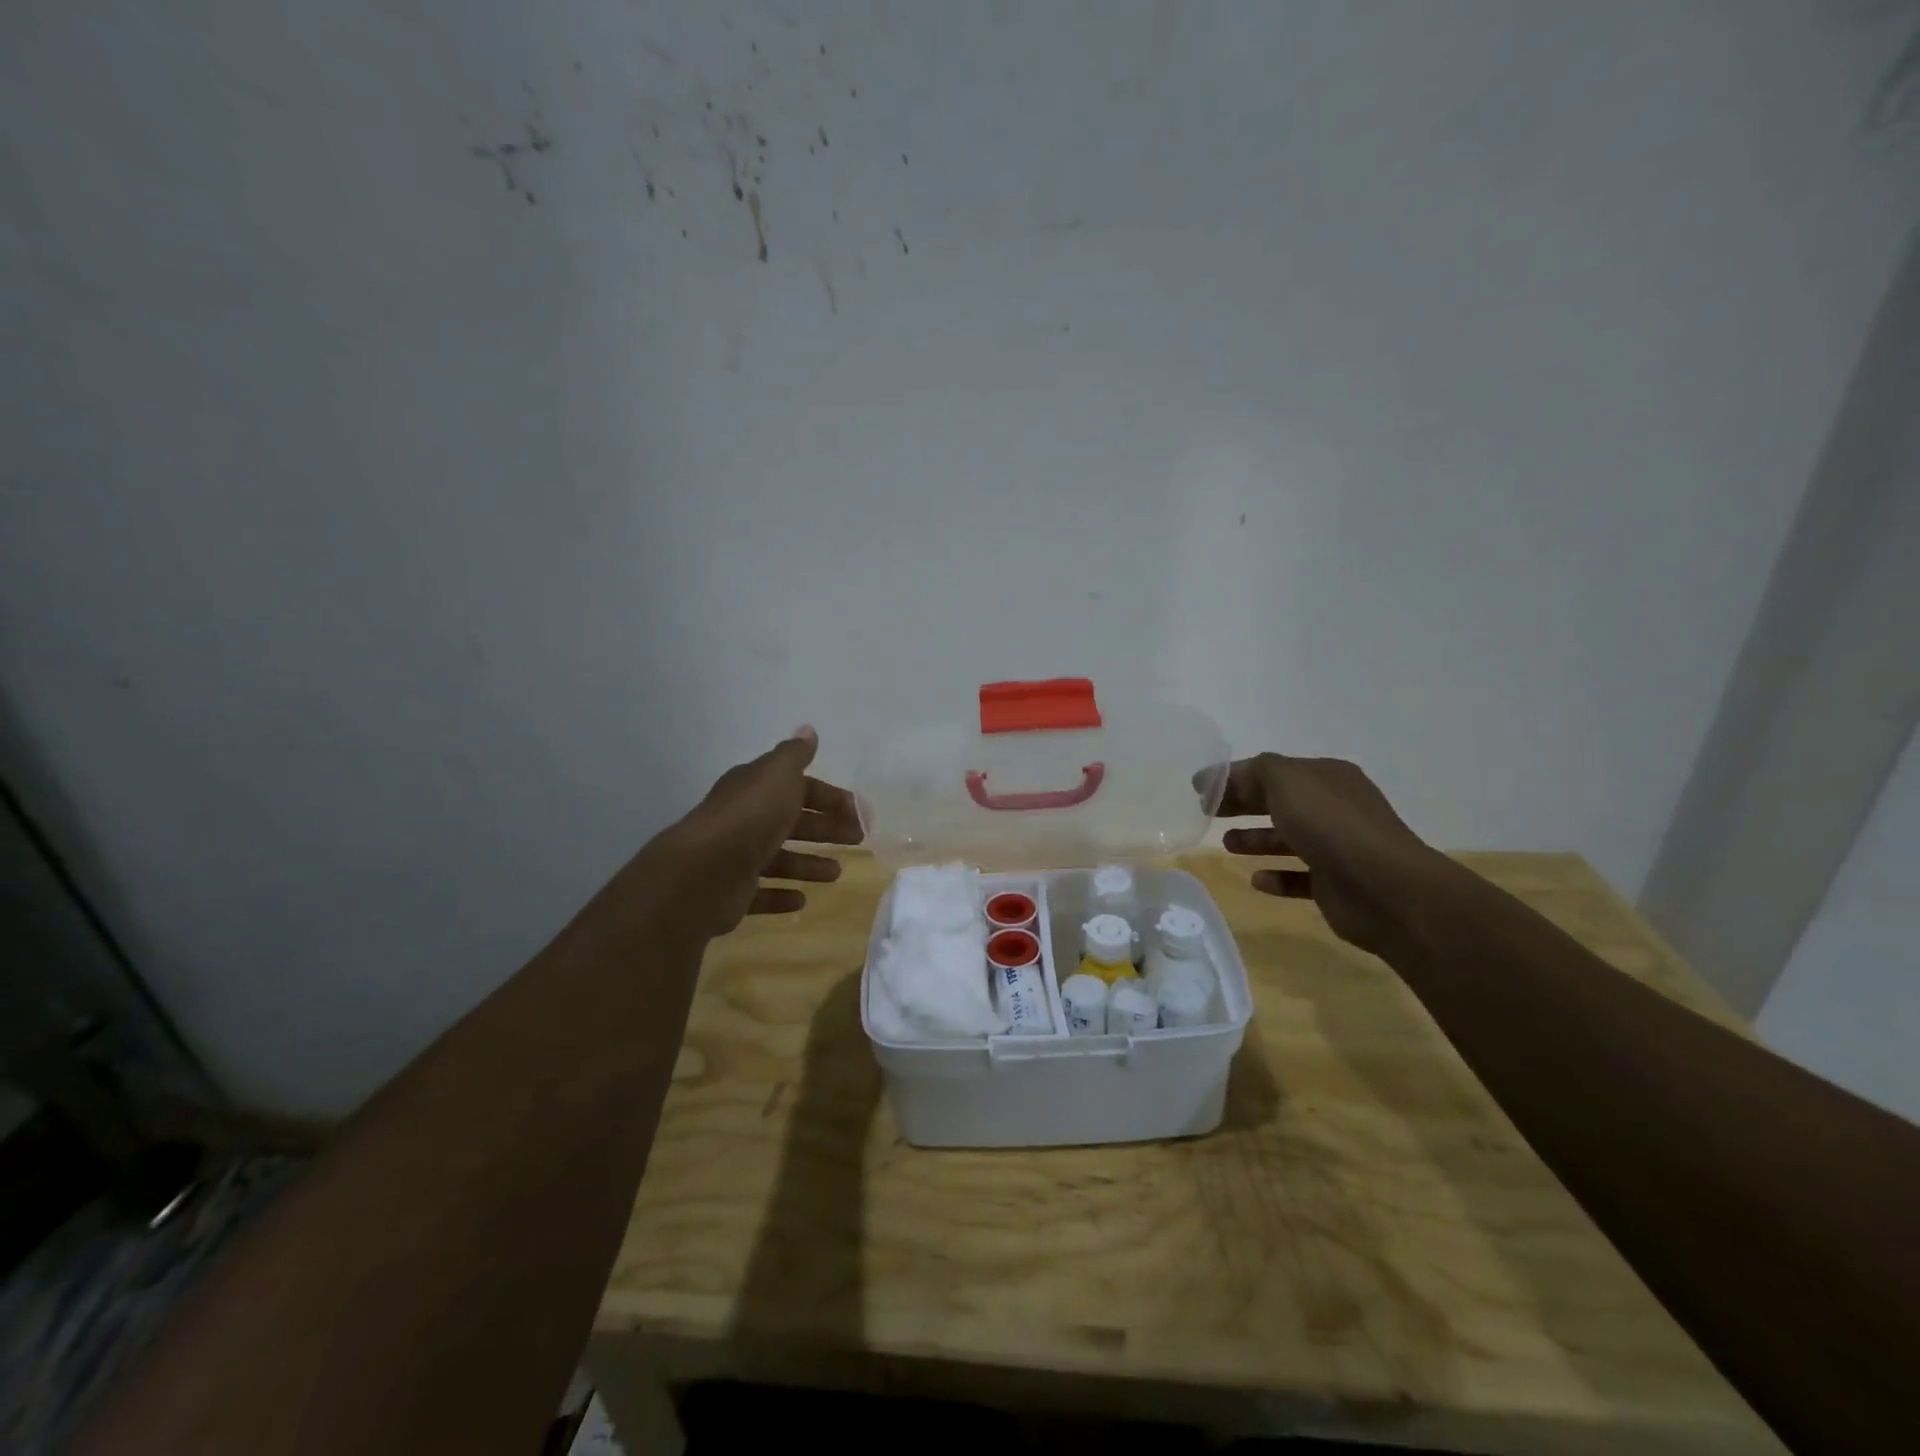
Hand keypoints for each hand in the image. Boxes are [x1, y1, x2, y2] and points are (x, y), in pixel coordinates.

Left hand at [668, 726, 863, 936]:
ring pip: (779, 859)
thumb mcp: (778, 774)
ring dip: (808, 864)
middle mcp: (745, 819)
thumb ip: (795, 754)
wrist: (705, 869)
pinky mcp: (733, 892)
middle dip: (825, 829)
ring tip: (836, 874)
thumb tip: (807, 730)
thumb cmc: (752, 816)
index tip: (859, 812)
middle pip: (792, 822)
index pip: (799, 788)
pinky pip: (761, 894)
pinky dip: (781, 895)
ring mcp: (737, 857)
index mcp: (756, 789)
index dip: (830, 797)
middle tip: (857, 839)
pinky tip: (801, 899)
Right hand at [1216, 753, 1441, 955]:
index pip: (1274, 771)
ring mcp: (1338, 847)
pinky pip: (1299, 877)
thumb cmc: (1331, 825)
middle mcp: (1334, 808)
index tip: (1200, 789)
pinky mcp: (1335, 885)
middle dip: (1243, 805)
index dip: (1236, 777)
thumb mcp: (1286, 781)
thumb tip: (1217, 777)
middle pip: (1279, 802)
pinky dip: (1277, 876)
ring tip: (1228, 845)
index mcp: (1326, 777)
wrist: (1385, 888)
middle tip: (1207, 813)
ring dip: (1257, 839)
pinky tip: (1257, 880)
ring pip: (1289, 839)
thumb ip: (1251, 772)